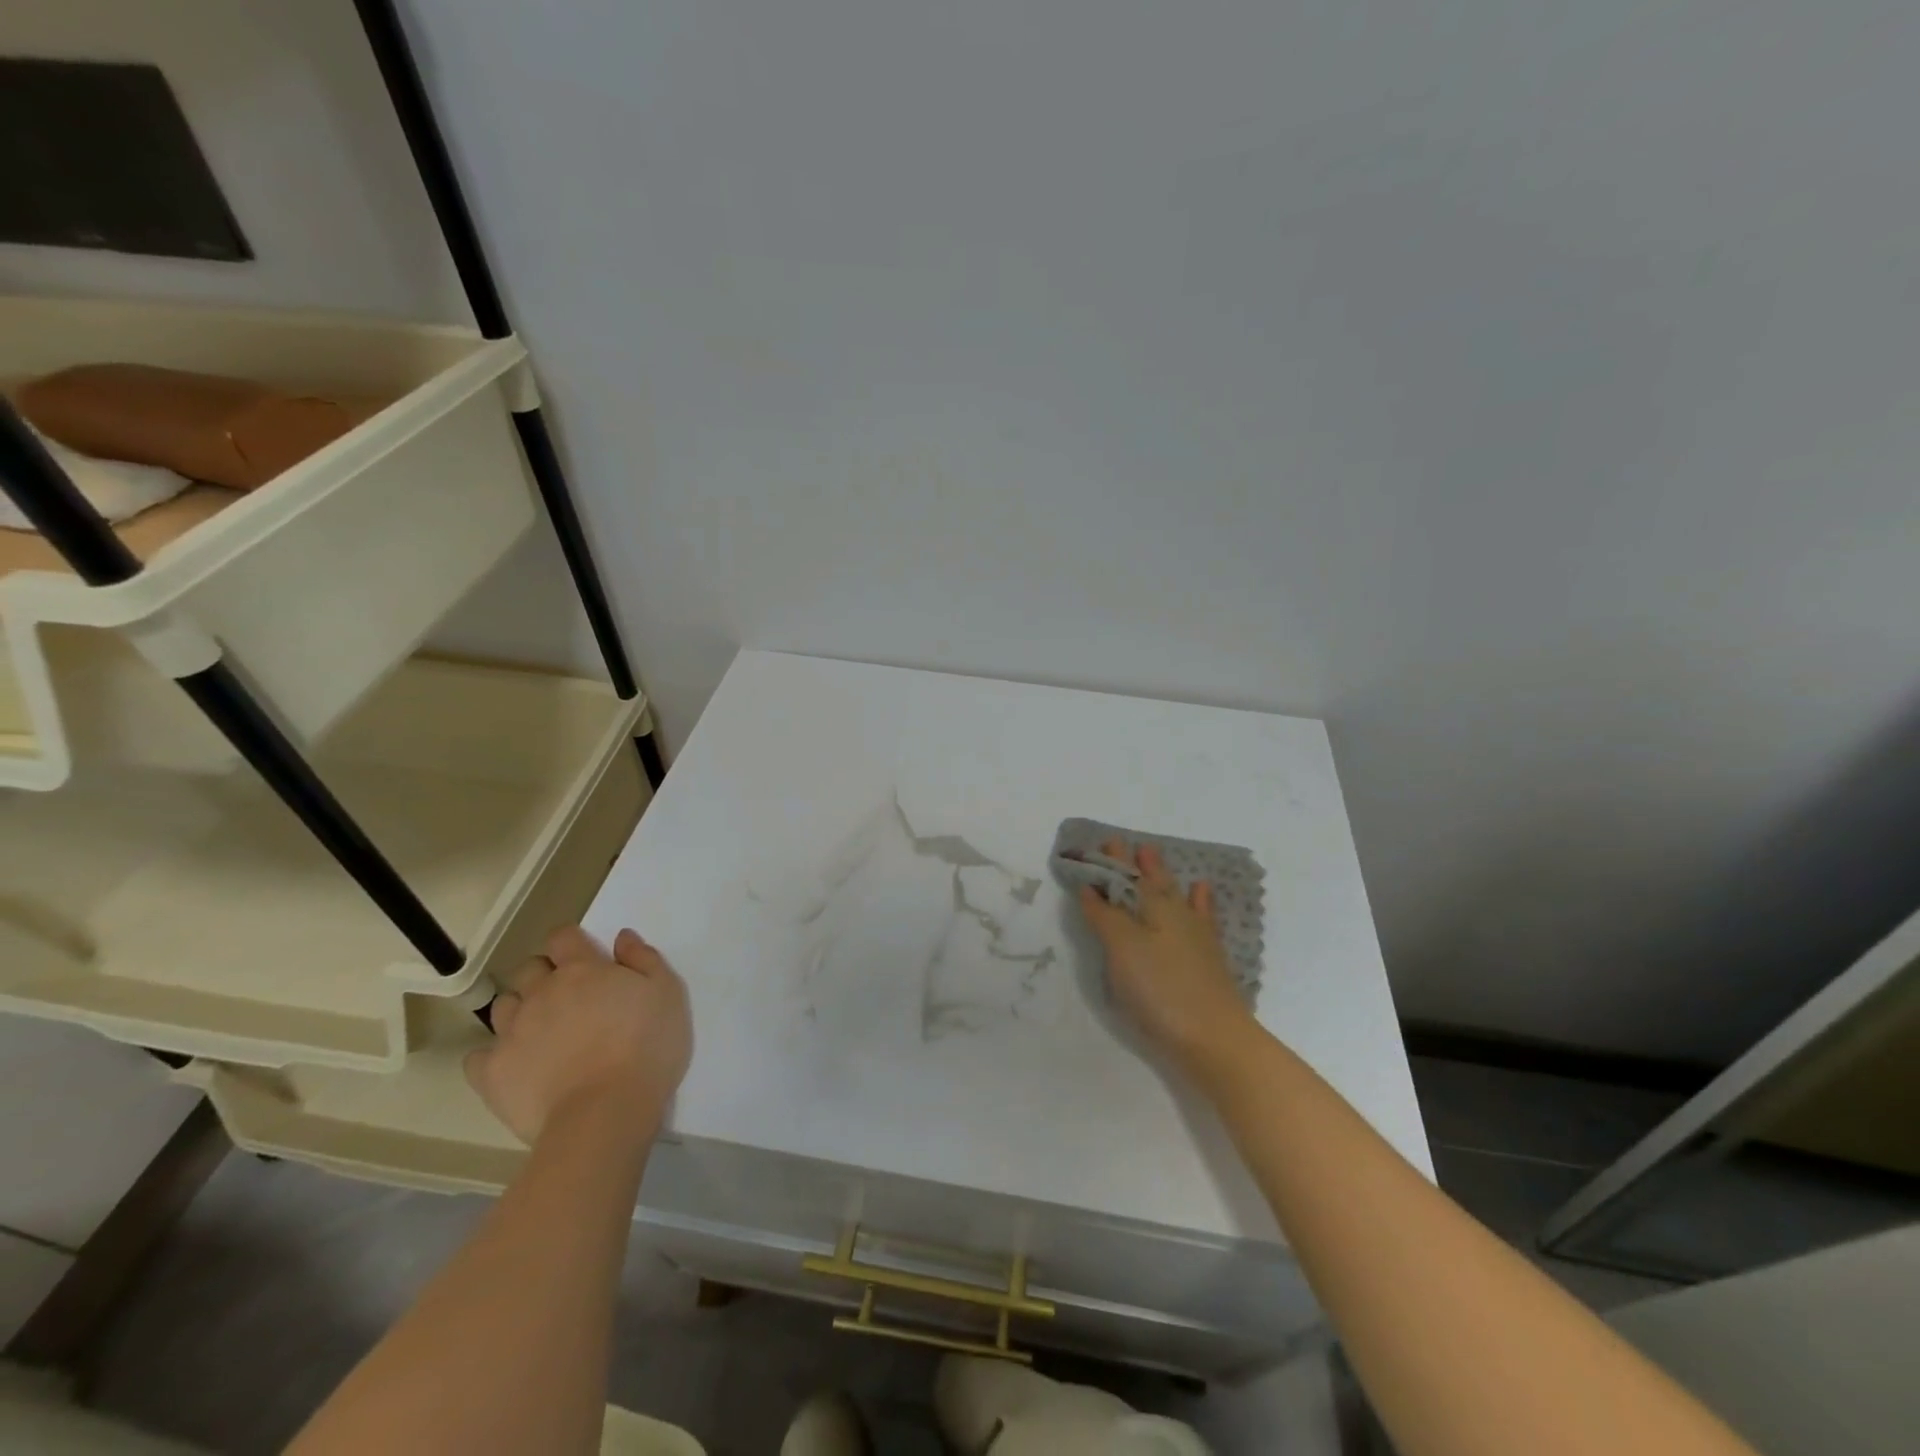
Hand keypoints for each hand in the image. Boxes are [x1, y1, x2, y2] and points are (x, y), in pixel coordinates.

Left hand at [466, 926, 691, 1146]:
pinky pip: (478, 1057)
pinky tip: (515, 1065)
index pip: (563, 937)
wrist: (605, 1114)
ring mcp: (511, 1033)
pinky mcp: (492, 1074)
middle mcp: (541, 993)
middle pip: (529, 968)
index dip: (571, 943)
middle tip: (568, 997)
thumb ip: (644, 959)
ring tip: (542, 1031)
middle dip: (544, 975)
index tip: (586, 958)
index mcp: (582, 970)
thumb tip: (621, 938)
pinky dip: (493, 1056)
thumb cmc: (646, 1047)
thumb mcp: (667, 993)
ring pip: (503, 1006)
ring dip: (520, 1010)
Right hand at [1076, 842, 1257, 1073]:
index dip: (1109, 862)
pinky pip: (1202, 915)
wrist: (1214, 1037)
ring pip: (1174, 892)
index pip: (1124, 876)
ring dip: (1160, 873)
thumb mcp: (1121, 948)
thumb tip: (1090, 887)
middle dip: (1131, 862)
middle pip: (1149, 880)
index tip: (1094, 845)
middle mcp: (1175, 912)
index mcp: (1152, 906)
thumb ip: (1104, 915)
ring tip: (1151, 854)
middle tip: (1118, 844)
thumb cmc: (1160, 989)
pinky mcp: (1208, 957)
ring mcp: (1196, 934)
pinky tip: (1200, 891)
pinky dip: (1199, 899)